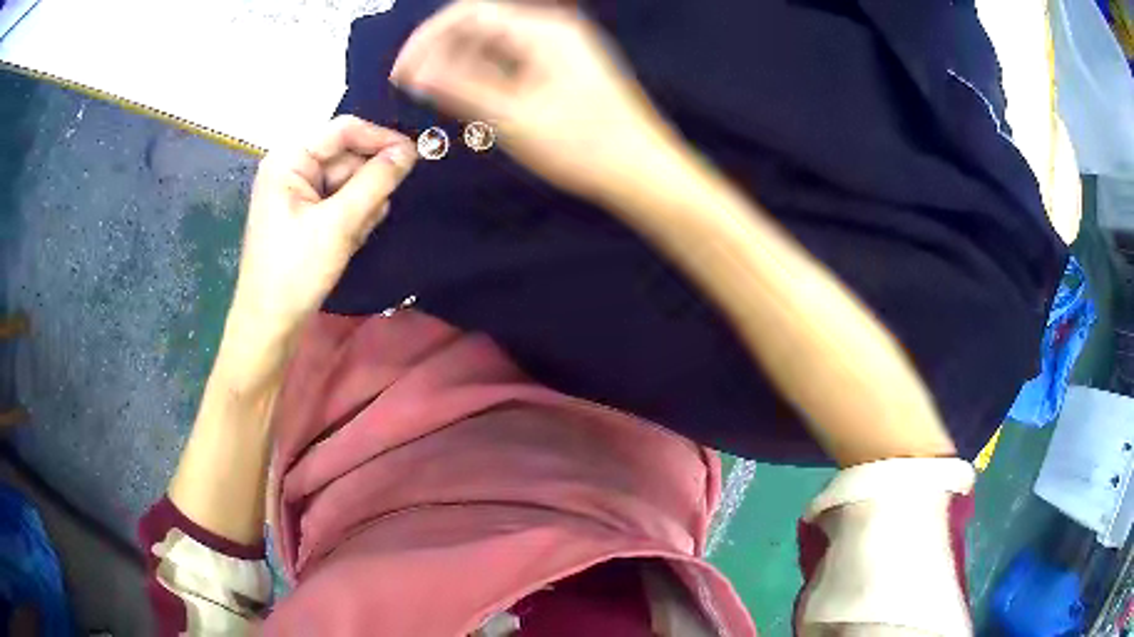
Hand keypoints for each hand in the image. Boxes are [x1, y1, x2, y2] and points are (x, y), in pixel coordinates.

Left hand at [229, 116, 415, 344]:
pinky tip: (349, 241)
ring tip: (353, 236)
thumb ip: (375, 182)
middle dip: (366, 184)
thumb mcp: (339, 224)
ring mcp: (298, 193)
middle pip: (347, 157)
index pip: (344, 130)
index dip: (380, 138)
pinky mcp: (305, 214)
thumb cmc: (295, 271)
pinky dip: (352, 218)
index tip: (416, 155)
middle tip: (377, 212)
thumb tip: (410, 151)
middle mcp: (292, 168)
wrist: (269, 324)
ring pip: (347, 182)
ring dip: (361, 205)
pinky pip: (339, 202)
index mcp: (289, 159)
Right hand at [390, 0, 677, 200]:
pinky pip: (510, 63)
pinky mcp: (559, 70)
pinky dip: (484, 77)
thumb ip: (460, 88)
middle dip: (442, 52)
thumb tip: (420, 73)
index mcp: (544, 32)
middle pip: (479, 26)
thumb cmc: (594, 146)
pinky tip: (472, 100)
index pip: (468, 14)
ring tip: (440, 96)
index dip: (428, 38)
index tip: (407, 66)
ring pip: (492, 46)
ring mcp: (557, 51)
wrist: (639, 170)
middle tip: (416, 84)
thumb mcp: (514, 117)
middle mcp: (552, 33)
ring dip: (461, 66)